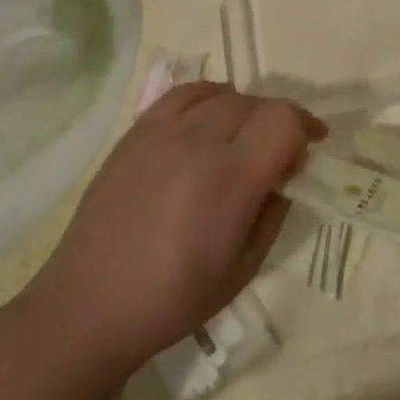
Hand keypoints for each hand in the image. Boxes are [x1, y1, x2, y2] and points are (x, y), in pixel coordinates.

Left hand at [18, 82, 320, 375]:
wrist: (91, 305)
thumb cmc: (174, 299)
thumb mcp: (245, 268)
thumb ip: (273, 212)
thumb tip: (283, 176)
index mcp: (230, 180)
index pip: (283, 120)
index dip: (305, 127)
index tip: (309, 150)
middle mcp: (197, 144)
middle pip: (256, 103)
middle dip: (278, 123)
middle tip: (276, 157)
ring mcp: (160, 134)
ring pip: (221, 95)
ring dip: (245, 111)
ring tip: (241, 140)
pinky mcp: (134, 134)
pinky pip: (181, 95)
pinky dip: (207, 98)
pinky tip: (207, 122)